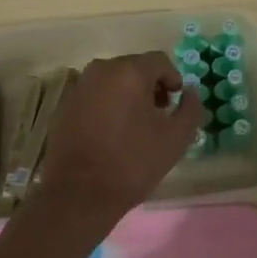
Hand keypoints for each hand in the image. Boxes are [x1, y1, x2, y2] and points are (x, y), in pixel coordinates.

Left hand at [33, 52, 205, 230]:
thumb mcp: (175, 139)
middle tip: (159, 115)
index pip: (160, 61)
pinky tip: (112, 132)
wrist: (78, 195)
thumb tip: (190, 92)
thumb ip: (191, 109)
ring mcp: (80, 86)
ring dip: (129, 95)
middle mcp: (102, 69)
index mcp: (129, 71)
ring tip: (136, 125)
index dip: (173, 80)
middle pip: (135, 68)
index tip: (175, 104)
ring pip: (114, 80)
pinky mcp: (66, 104)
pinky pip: (96, 94)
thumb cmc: (132, 163)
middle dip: (151, 87)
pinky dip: (108, 104)